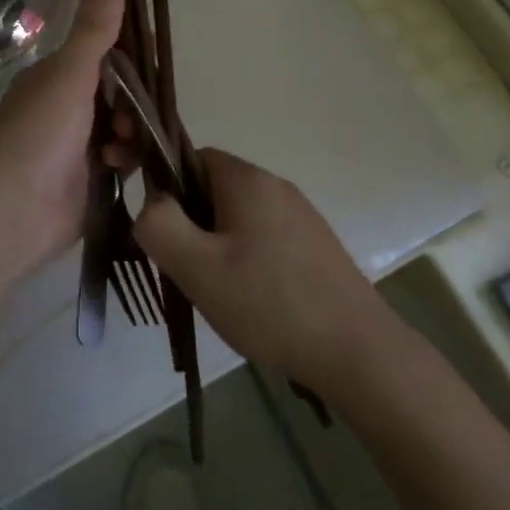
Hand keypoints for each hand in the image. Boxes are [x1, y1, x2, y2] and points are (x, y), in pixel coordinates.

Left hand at [0, 0, 125, 277]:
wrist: (12, 213)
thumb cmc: (37, 136)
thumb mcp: (70, 75)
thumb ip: (95, 26)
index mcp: (56, 75)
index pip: (104, 50)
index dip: (131, 51)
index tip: (155, 57)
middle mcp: (65, 104)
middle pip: (119, 89)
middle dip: (133, 100)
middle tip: (133, 113)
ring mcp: (76, 142)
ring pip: (124, 123)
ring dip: (130, 130)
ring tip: (120, 144)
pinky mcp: (88, 176)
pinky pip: (121, 156)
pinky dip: (124, 157)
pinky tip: (118, 165)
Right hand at [134, 149, 390, 388]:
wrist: (359, 352)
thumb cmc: (270, 304)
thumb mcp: (197, 267)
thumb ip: (158, 225)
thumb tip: (151, 203)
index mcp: (246, 179)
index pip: (188, 156)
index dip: (162, 184)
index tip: (155, 226)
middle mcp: (275, 185)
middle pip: (211, 186)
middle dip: (187, 220)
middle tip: (180, 265)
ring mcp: (300, 214)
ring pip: (235, 215)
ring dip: (213, 241)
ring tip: (211, 288)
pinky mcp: (314, 244)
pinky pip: (261, 235)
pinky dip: (242, 255)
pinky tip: (247, 297)